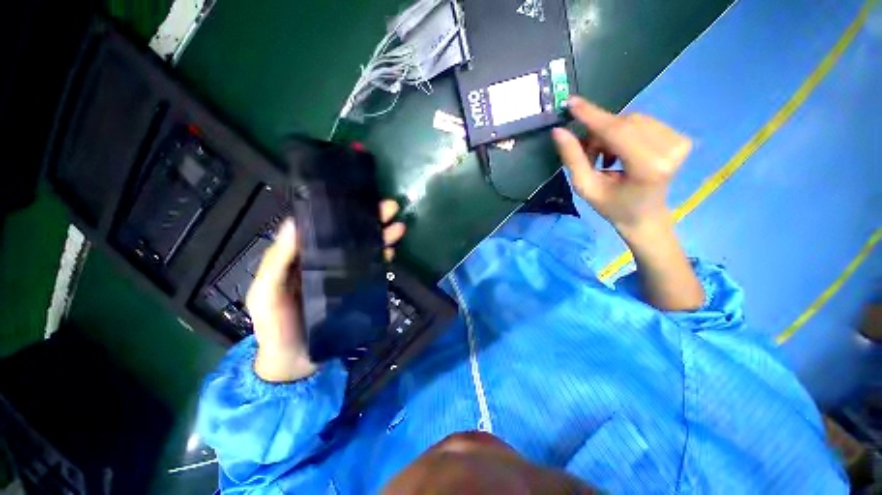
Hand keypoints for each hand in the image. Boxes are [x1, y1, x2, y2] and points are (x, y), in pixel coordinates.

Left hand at [247, 200, 405, 381]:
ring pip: (365, 250)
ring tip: (398, 227)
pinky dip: (382, 259)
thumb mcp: (266, 293)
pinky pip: (372, 270)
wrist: (294, 363)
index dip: (342, 211)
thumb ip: (276, 261)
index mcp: (303, 257)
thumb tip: (295, 222)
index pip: (325, 227)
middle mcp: (326, 261)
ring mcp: (344, 275)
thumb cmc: (275, 326)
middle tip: (390, 208)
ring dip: (381, 237)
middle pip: (350, 235)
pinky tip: (392, 252)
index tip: (359, 200)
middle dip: (370, 220)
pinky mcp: (357, 289)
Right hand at [553, 95, 702, 309]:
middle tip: (589, 154)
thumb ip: (573, 158)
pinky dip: (625, 133)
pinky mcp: (681, 139)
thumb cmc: (612, 207)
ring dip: (611, 134)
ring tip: (606, 158)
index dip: (592, 116)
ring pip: (633, 120)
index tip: (572, 102)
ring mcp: (680, 142)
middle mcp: (670, 150)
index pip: (617, 131)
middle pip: (623, 123)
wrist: (645, 217)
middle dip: (599, 134)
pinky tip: (622, 152)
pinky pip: (644, 123)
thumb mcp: (586, 187)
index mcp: (648, 167)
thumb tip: (559, 131)